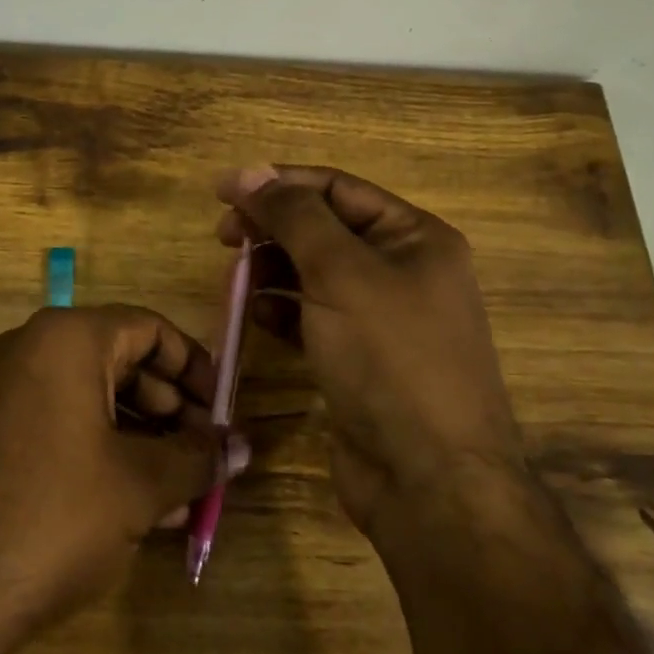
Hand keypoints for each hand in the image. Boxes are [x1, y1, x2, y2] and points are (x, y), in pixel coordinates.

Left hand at [0, 306, 244, 638]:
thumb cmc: (55, 514)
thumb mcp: (140, 484)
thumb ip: (197, 459)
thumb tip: (242, 447)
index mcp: (66, 338)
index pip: (149, 328)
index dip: (194, 366)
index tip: (221, 409)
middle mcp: (28, 350)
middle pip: (119, 361)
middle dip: (170, 409)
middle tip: (203, 454)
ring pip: (88, 398)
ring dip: (140, 437)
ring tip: (177, 489)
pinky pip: (57, 425)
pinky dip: (99, 451)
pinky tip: (130, 502)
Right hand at [215, 165, 524, 541]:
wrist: (430, 482)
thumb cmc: (390, 359)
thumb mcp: (341, 273)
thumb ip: (294, 216)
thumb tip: (249, 172)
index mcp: (414, 237)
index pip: (336, 188)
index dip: (278, 183)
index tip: (222, 191)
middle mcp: (402, 270)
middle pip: (323, 228)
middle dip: (272, 227)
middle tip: (223, 237)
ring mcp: (381, 318)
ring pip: (313, 272)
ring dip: (272, 268)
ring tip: (236, 278)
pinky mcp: (359, 358)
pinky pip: (312, 316)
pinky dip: (282, 309)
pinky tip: (257, 315)